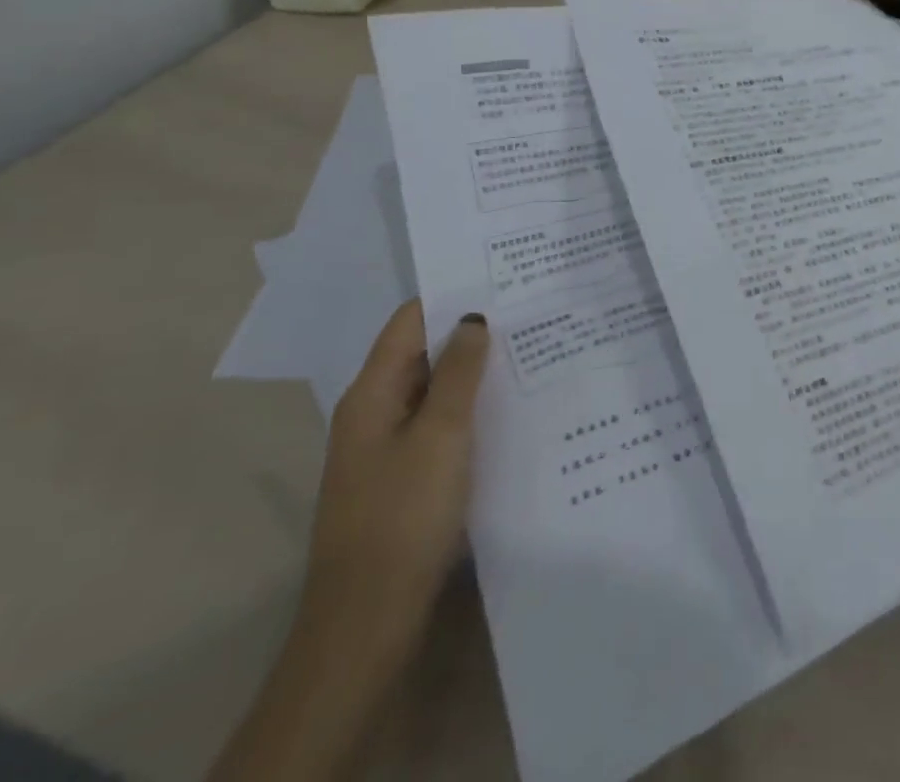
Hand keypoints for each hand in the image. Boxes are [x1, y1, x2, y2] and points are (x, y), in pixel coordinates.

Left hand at [209, 300, 490, 781]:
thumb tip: (473, 316)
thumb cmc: (403, 517)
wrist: (368, 622)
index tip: (501, 277)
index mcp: (372, 394)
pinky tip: (511, 407)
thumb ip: (458, 372)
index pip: (409, 321)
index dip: (450, 295)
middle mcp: (375, 412)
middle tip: (530, 310)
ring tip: (531, 349)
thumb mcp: (440, 435)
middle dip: (470, 332)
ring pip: (435, 390)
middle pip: (422, 352)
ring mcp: (388, 447)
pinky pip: (441, 424)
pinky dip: (471, 408)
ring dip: (474, 371)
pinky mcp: (406, 477)